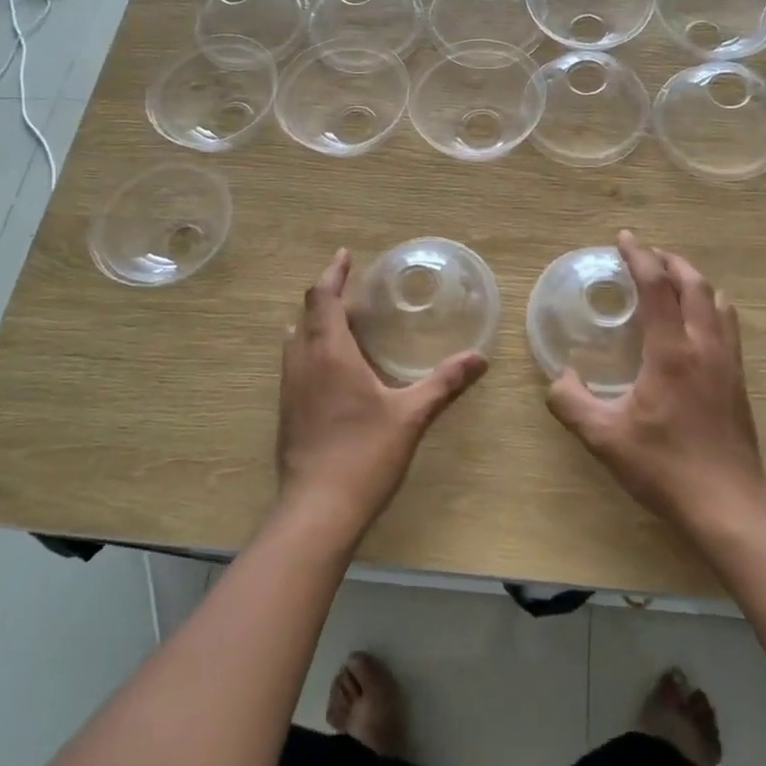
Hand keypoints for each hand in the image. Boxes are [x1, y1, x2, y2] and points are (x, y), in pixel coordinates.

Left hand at [276, 249, 487, 544]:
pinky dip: (309, 347)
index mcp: (329, 353)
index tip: (345, 255)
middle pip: (306, 314)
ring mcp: (289, 388)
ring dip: (314, 322)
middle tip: (351, 287)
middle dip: (326, 295)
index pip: (323, 298)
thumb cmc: (365, 454)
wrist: (317, 509)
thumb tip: (479, 359)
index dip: (333, 273)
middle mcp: (302, 363)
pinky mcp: (286, 411)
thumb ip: (444, 383)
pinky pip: (294, 363)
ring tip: (340, 320)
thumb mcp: (411, 415)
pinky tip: (331, 366)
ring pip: (295, 339)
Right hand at [546, 231, 765, 535]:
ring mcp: (727, 362)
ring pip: (718, 302)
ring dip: (694, 281)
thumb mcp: (603, 437)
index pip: (657, 286)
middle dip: (670, 261)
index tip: (623, 238)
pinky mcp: (738, 381)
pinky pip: (727, 325)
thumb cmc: (664, 466)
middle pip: (694, 283)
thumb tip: (558, 377)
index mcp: (671, 351)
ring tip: (672, 281)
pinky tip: (696, 324)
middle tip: (646, 255)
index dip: (639, 256)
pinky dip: (710, 306)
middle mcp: (704, 346)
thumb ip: (571, 402)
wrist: (729, 505)